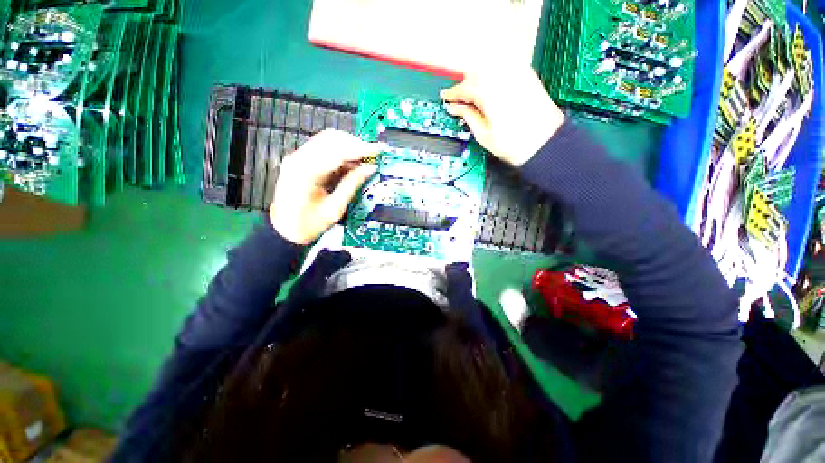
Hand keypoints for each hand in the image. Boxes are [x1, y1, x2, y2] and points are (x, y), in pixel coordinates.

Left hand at [270, 130, 378, 244]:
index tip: (379, 149)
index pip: (338, 151)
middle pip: (332, 139)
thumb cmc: (308, 224)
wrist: (285, 230)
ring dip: (349, 146)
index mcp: (306, 172)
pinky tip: (352, 163)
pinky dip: (341, 152)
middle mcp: (299, 159)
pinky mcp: (301, 160)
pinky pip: (324, 148)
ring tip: (365, 159)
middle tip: (374, 156)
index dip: (361, 149)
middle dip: (356, 144)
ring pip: (328, 140)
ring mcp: (298, 158)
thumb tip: (370, 168)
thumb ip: (352, 185)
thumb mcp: (335, 209)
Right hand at [441, 67, 565, 166]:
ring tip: (474, 97)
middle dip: (464, 86)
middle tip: (459, 101)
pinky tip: (491, 89)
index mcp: (489, 92)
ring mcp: (517, 74)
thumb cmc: (515, 144)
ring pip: (489, 68)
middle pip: (475, 74)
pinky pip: (504, 69)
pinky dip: (493, 76)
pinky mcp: (527, 76)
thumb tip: (455, 108)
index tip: (446, 98)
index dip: (452, 94)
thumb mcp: (484, 134)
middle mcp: (502, 77)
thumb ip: (468, 116)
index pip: (464, 88)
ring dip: (478, 80)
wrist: (545, 144)